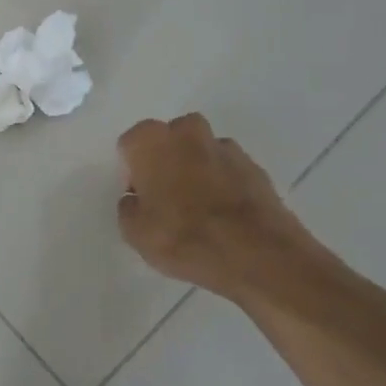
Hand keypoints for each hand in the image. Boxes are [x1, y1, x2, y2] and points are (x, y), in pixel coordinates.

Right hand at [117, 114, 321, 303]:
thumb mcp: (135, 233)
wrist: (257, 254)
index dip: (132, 171)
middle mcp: (187, 132)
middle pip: (168, 138)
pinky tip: (225, 214)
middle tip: (167, 198)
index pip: (130, 143)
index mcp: (152, 140)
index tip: (140, 198)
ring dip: (196, 169)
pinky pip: (228, 169)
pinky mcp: (255, 166)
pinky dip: (223, 183)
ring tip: (200, 208)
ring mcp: (225, 146)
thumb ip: (128, 207)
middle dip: (166, 160)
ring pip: (201, 150)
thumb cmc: (184, 237)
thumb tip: (136, 198)